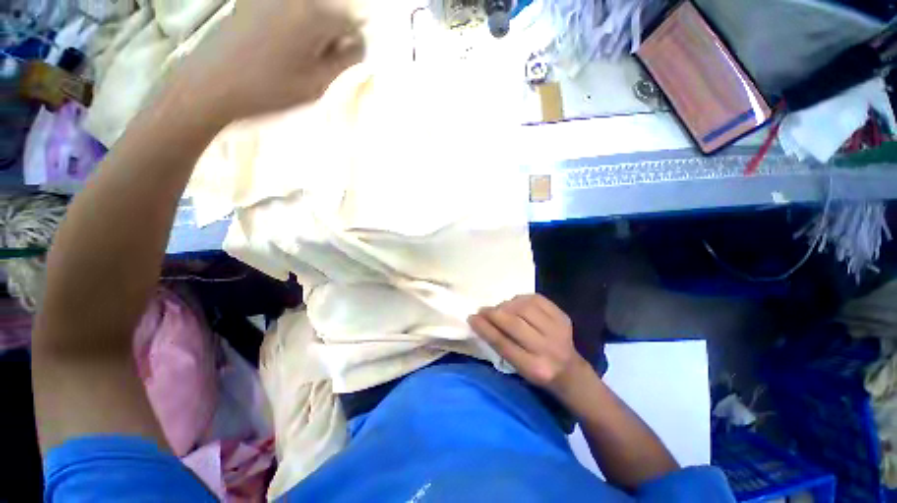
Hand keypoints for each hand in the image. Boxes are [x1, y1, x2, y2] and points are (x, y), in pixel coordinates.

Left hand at [176, 0, 364, 123]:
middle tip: (319, 62)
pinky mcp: (252, 1)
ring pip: (309, 10)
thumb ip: (344, 61)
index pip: (352, 21)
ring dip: (312, 31)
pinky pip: (287, 10)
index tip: (343, 62)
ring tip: (297, 57)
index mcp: (314, 15)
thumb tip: (358, 44)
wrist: (210, 84)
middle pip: (330, 10)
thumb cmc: (269, 88)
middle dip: (332, 34)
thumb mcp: (317, 83)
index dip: (352, 43)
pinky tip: (279, 46)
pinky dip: (292, 26)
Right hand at [469, 294, 591, 397]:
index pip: (503, 343)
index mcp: (534, 368)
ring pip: (524, 307)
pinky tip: (515, 303)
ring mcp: (558, 330)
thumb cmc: (537, 371)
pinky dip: (520, 298)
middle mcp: (548, 349)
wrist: (570, 371)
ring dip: (506, 305)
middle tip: (482, 310)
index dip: (484, 328)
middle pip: (514, 323)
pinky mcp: (563, 317)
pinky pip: (536, 299)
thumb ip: (500, 345)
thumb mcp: (517, 367)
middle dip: (493, 313)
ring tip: (499, 308)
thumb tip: (481, 320)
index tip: (471, 317)